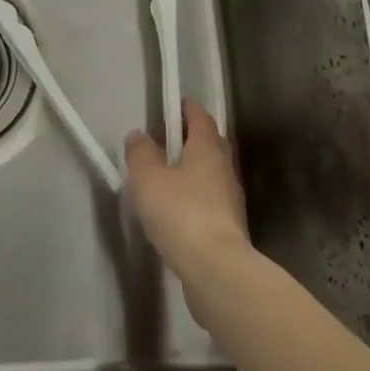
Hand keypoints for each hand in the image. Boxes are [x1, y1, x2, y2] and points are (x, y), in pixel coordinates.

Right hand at [124, 99, 254, 295]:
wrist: (215, 267)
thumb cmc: (180, 212)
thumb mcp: (148, 179)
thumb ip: (141, 154)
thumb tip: (139, 135)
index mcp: (207, 148)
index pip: (200, 118)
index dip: (187, 108)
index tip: (175, 103)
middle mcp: (224, 167)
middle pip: (209, 143)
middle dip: (189, 137)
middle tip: (165, 138)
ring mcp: (230, 197)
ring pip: (210, 171)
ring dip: (191, 167)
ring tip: (165, 173)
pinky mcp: (228, 224)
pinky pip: (208, 196)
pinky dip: (194, 193)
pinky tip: (176, 206)